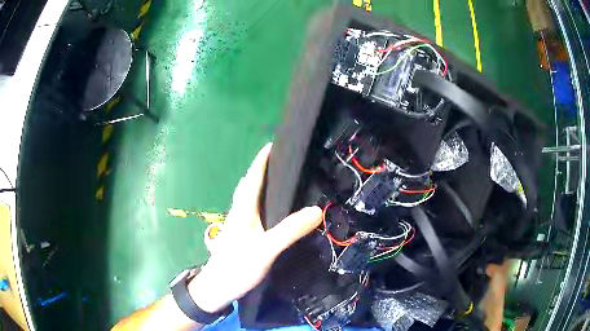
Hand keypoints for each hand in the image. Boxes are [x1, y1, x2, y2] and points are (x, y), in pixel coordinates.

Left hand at [188, 143, 322, 312]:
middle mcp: (239, 212)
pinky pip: (253, 211)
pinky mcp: (241, 235)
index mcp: (243, 209)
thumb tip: (317, 210)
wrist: (217, 287)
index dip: (262, 160)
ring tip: (282, 181)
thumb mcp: (266, 249)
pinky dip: (263, 202)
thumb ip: (289, 230)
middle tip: (283, 161)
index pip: (253, 177)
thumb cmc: (237, 266)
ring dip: (262, 185)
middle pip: (250, 184)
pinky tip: (274, 210)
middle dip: (263, 169)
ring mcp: (239, 224)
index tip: (274, 144)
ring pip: (251, 198)